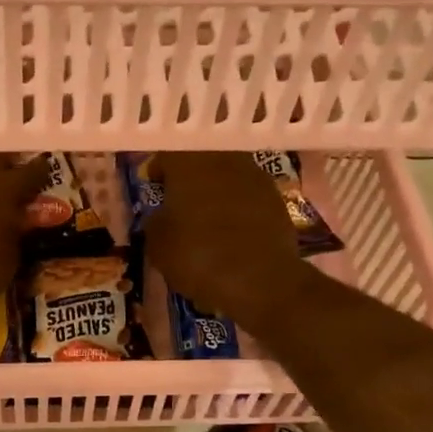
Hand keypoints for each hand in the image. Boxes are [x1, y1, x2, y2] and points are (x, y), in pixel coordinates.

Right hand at [144, 152, 312, 327]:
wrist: (259, 279)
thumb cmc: (198, 255)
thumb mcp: (158, 243)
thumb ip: (155, 220)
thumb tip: (161, 215)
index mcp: (189, 161)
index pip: (167, 152)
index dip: (159, 170)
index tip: (156, 188)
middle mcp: (223, 158)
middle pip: (201, 160)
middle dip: (190, 179)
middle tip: (181, 204)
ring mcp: (255, 175)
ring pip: (227, 175)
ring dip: (216, 192)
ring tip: (208, 220)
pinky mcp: (277, 198)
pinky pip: (248, 195)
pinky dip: (239, 208)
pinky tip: (233, 232)